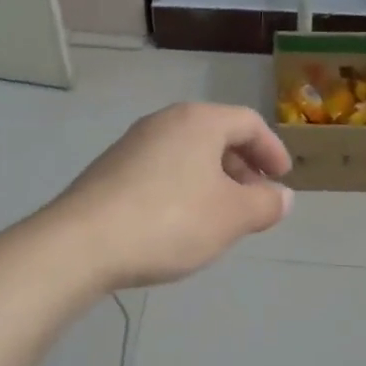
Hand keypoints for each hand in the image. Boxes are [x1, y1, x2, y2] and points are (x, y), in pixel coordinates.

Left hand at [48, 103, 293, 288]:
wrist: (82, 244)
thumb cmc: (170, 221)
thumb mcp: (232, 217)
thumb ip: (265, 204)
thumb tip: (282, 196)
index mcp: (198, 121)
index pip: (248, 122)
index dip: (272, 150)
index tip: (282, 179)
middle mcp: (164, 122)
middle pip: (216, 135)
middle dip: (242, 167)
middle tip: (254, 200)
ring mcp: (132, 145)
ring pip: (187, 154)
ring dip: (213, 180)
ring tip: (221, 216)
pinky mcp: (110, 171)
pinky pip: (162, 170)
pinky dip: (184, 188)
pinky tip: (180, 223)